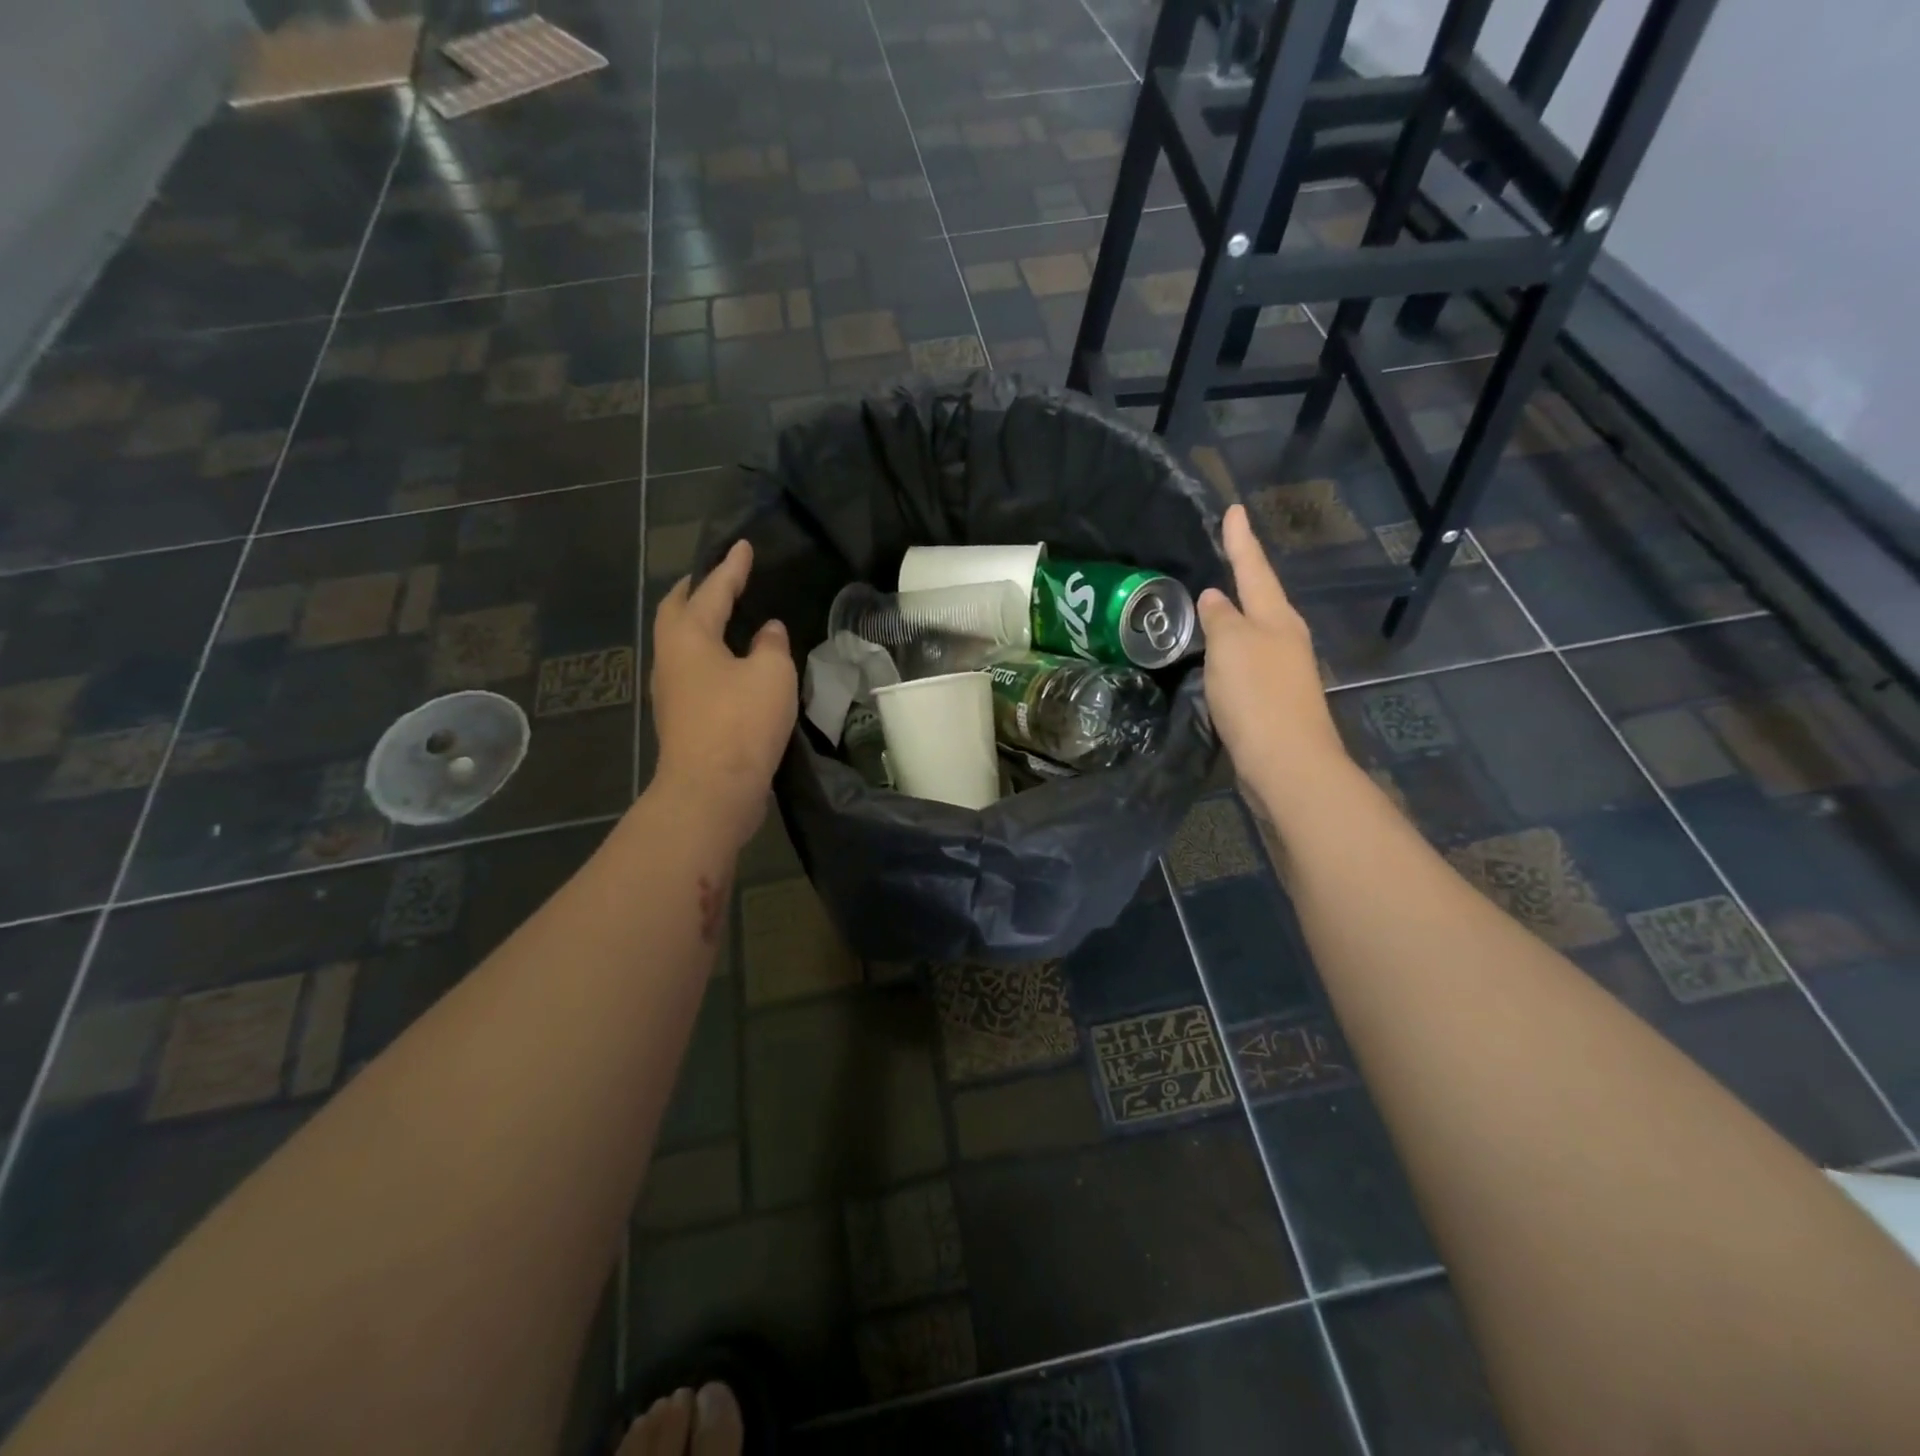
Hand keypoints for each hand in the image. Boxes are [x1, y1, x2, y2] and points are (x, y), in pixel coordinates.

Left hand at [651, 540, 796, 837]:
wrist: (712, 789)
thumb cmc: (741, 722)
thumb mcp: (771, 674)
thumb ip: (771, 645)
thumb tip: (767, 631)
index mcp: (688, 636)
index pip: (712, 590)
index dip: (731, 567)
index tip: (743, 546)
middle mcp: (671, 657)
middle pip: (677, 611)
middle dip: (698, 590)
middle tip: (721, 577)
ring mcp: (671, 690)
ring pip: (682, 642)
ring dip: (700, 623)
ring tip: (726, 615)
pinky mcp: (681, 718)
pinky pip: (693, 670)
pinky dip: (710, 654)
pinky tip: (732, 662)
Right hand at [1199, 504, 1352, 814]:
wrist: (1286, 763)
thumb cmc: (1257, 695)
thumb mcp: (1231, 646)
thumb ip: (1220, 617)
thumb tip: (1214, 597)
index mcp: (1276, 618)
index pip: (1253, 569)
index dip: (1240, 540)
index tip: (1233, 509)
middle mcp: (1285, 638)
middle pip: (1260, 599)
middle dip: (1243, 576)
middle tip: (1222, 554)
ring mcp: (1282, 670)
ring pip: (1254, 632)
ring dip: (1234, 617)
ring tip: (1211, 604)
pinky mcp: (1273, 700)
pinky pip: (1246, 663)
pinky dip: (1230, 652)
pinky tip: (1215, 659)